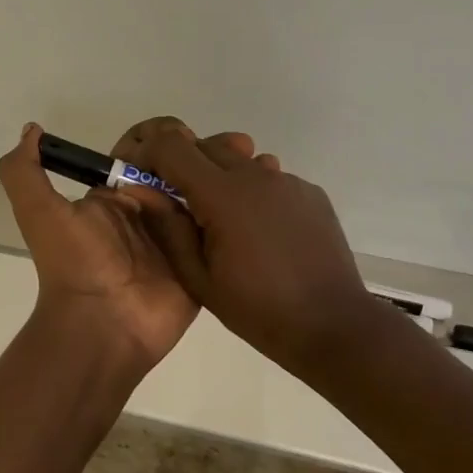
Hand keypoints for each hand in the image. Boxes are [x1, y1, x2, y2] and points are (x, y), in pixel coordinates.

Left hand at [0, 120, 257, 372]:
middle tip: (236, 144)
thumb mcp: (40, 211)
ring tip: (253, 158)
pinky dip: (240, 213)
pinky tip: (262, 192)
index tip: (186, 132)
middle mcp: (150, 214)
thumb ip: (25, 171)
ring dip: (227, 176)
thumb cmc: (75, 263)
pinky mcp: (202, 264)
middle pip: (182, 172)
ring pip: (207, 196)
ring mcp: (179, 240)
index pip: (147, 155)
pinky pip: (224, 232)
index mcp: (117, 198)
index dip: (167, 138)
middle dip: (204, 153)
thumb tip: (32, 129)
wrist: (100, 326)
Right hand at [123, 119, 386, 372]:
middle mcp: (256, 175)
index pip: (173, 147)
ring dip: (220, 178)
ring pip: (240, 160)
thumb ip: (168, 228)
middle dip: (183, 164)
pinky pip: (269, 179)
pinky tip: (261, 233)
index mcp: (223, 195)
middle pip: (206, 146)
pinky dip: (253, 193)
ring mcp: (288, 181)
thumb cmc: (258, 309)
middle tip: (178, 204)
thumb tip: (141, 190)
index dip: (149, 152)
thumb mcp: (199, 278)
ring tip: (223, 223)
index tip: (139, 173)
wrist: (333, 326)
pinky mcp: (310, 193)